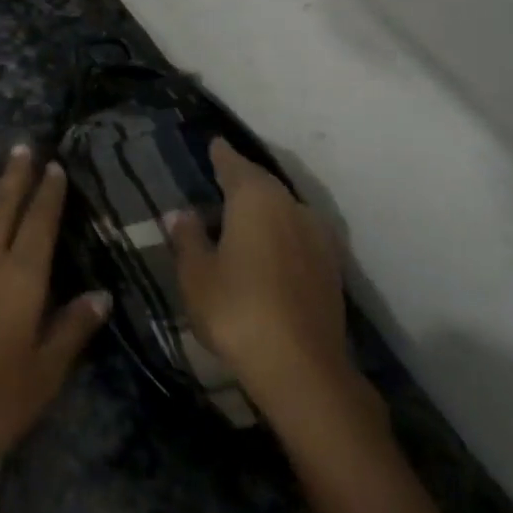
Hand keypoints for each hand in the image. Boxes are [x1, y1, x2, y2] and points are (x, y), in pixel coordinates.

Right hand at [169, 140, 372, 423]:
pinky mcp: (331, 268)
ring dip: (263, 209)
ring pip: (284, 210)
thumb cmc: (237, 310)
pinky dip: (280, 234)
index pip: (234, 165)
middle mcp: (292, 207)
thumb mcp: (196, 274)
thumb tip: (181, 213)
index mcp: (256, 199)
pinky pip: (297, 235)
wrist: (302, 369)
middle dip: (242, 181)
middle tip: (220, 180)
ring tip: (240, 217)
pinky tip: (267, 249)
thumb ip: (188, 238)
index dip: (221, 155)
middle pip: (263, 185)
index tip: (213, 144)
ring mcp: (318, 237)